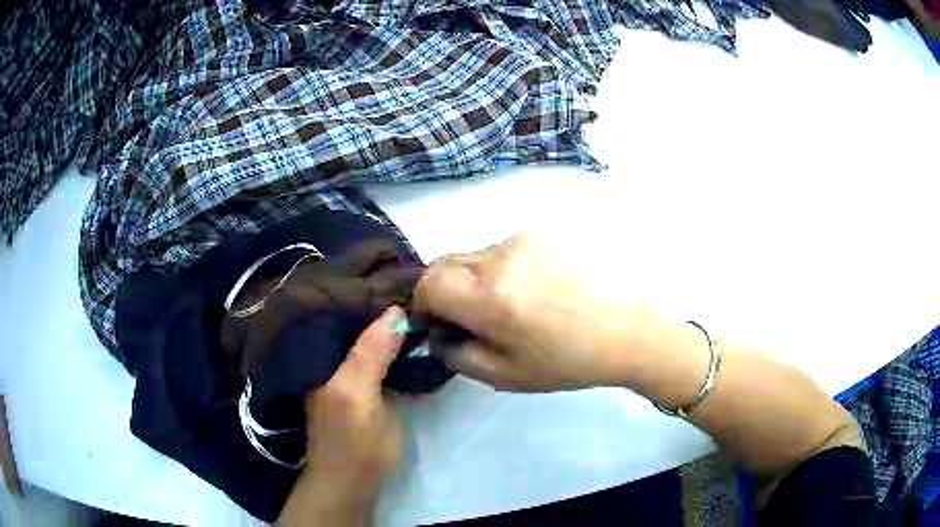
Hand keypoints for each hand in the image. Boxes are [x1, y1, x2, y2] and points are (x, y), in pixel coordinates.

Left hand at [278, 307, 405, 526]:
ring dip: (395, 328)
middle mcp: (334, 358)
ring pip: (374, 342)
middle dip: (385, 307)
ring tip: (422, 305)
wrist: (353, 482)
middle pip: (359, 323)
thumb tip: (395, 309)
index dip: (368, 291)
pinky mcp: (369, 390)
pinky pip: (385, 361)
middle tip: (417, 286)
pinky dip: (401, 351)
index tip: (399, 272)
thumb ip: (371, 353)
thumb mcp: (357, 394)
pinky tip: (419, 340)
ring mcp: (353, 374)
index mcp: (323, 354)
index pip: (343, 310)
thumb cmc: (351, 441)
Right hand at [415, 235, 657, 391]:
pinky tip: (542, 287)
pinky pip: (509, 248)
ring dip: (481, 278)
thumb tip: (438, 334)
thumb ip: (457, 355)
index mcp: (490, 297)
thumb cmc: (571, 360)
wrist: (632, 330)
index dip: (423, 302)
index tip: (439, 321)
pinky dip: (509, 267)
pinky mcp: (548, 231)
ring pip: (479, 254)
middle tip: (472, 315)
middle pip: (446, 261)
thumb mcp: (507, 375)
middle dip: (446, 288)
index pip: (427, 282)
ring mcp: (528, 237)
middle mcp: (503, 256)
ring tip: (519, 303)